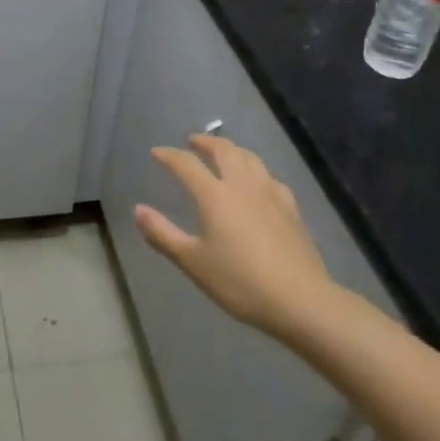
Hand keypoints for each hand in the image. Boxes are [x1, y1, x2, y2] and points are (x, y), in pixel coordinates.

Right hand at [136, 134, 338, 344]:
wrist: (301, 300)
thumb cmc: (240, 282)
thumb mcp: (194, 262)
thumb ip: (163, 234)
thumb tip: (138, 209)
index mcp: (214, 195)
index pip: (186, 164)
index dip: (169, 156)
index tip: (157, 152)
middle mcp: (242, 185)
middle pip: (223, 151)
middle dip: (205, 142)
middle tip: (193, 141)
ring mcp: (270, 193)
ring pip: (250, 158)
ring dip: (232, 149)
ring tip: (224, 152)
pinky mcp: (291, 208)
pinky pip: (270, 177)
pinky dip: (257, 170)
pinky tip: (259, 181)